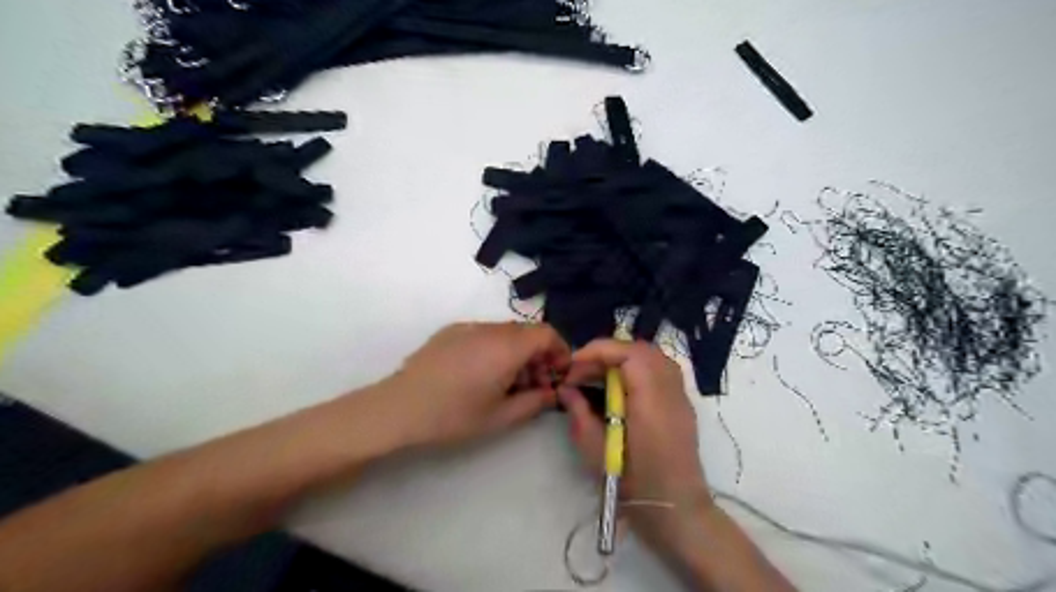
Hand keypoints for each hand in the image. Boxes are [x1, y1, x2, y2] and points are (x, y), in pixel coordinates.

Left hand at [385, 323, 573, 447]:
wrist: (399, 407)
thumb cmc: (453, 415)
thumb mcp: (500, 416)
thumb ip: (535, 402)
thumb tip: (553, 393)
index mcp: (507, 346)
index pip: (547, 333)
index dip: (560, 351)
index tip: (558, 374)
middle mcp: (491, 329)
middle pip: (527, 332)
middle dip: (539, 355)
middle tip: (535, 385)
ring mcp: (469, 326)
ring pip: (506, 332)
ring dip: (517, 352)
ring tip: (508, 382)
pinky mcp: (451, 331)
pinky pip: (485, 333)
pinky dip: (495, 348)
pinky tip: (481, 373)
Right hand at [555, 341, 711, 548]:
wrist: (676, 510)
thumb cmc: (634, 485)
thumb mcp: (596, 452)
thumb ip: (579, 413)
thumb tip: (566, 389)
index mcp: (651, 401)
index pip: (629, 354)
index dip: (599, 351)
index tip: (574, 366)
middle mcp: (671, 391)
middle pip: (642, 350)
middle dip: (608, 353)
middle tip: (583, 370)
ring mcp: (681, 396)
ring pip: (653, 356)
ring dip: (623, 357)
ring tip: (599, 374)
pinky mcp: (682, 403)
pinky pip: (661, 369)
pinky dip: (638, 366)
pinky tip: (621, 385)